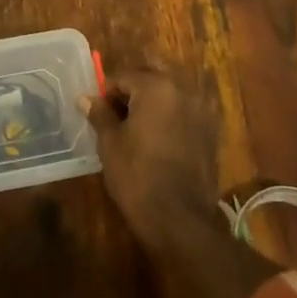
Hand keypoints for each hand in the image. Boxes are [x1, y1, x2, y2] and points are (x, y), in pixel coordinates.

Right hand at [86, 68, 279, 297]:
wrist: (181, 220)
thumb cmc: (138, 176)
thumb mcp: (110, 144)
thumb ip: (100, 114)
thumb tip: (85, 98)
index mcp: (156, 87)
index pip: (124, 76)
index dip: (106, 92)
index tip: (96, 112)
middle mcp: (183, 91)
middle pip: (149, 80)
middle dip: (130, 93)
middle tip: (114, 117)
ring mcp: (201, 111)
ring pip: (169, 96)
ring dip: (151, 105)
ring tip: (134, 129)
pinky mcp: (211, 133)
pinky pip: (184, 114)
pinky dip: (169, 119)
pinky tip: (157, 141)